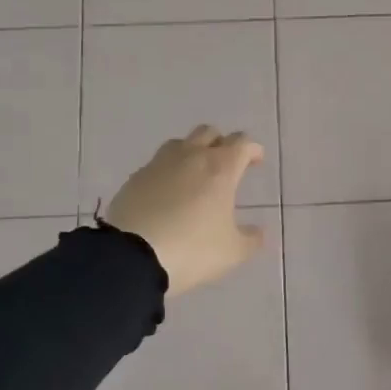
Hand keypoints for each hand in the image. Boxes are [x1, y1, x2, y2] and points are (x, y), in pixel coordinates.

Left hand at [105, 126, 266, 297]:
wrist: (132, 257)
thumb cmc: (192, 249)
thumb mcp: (232, 252)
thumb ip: (251, 239)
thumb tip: (258, 231)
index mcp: (220, 168)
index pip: (241, 143)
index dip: (252, 149)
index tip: (256, 161)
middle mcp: (190, 156)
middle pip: (209, 132)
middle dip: (221, 143)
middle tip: (227, 165)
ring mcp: (159, 164)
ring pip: (180, 143)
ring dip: (192, 151)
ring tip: (196, 175)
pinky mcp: (135, 177)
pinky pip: (157, 164)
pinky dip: (168, 171)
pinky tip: (168, 193)